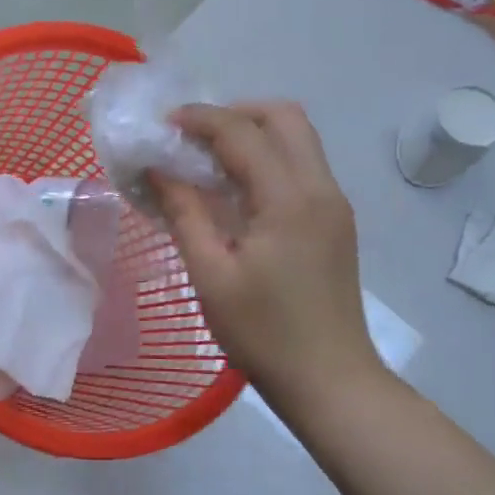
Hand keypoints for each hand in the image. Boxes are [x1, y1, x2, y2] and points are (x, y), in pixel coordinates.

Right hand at [152, 102, 386, 424]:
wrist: (330, 381)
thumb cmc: (263, 333)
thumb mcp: (211, 275)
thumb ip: (184, 213)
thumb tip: (159, 169)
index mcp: (290, 200)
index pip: (243, 133)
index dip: (200, 119)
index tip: (162, 125)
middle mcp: (321, 189)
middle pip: (285, 117)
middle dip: (235, 113)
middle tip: (193, 137)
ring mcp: (334, 205)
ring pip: (298, 139)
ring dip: (253, 134)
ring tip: (208, 160)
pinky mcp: (336, 223)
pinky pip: (302, 167)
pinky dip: (267, 160)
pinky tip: (236, 191)